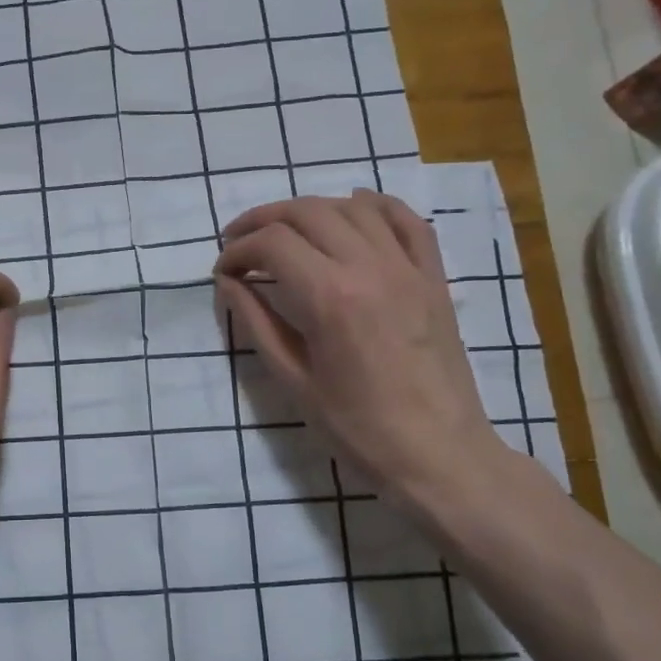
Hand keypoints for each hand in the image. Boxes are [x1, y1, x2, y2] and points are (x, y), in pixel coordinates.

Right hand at [214, 191, 512, 505]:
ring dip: (310, 209)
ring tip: (286, 231)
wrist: (438, 454)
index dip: (237, 250)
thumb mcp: (293, 380)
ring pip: (352, 207)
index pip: (271, 243)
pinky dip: (375, 206)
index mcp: (329, 297)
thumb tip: (228, 283)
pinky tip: (354, 209)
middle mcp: (368, 267)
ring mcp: (407, 267)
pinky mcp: (433, 277)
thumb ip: (256, 323)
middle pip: (307, 212)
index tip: (222, 271)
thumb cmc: (357, 428)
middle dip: (263, 220)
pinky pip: (407, 221)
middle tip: (239, 243)